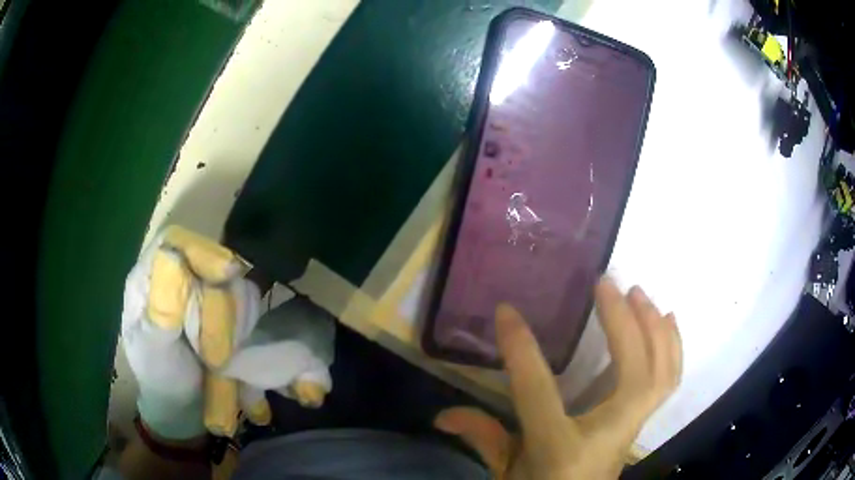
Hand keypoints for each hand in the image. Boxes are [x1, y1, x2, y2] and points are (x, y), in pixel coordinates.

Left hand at [122, 226, 334, 438]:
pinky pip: (246, 300)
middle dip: (219, 303)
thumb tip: (173, 261)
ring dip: (234, 319)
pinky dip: (245, 323)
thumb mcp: (152, 349)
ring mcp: (202, 290)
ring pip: (233, 282)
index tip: (226, 274)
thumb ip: (159, 310)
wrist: (183, 402)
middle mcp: (177, 275)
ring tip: (220, 355)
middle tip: (216, 347)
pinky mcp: (224, 305)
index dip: (200, 250)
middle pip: (210, 261)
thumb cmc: (159, 376)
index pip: (174, 241)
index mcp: (149, 278)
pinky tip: (233, 347)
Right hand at [434, 277, 681, 478]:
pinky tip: (667, 320)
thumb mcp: (507, 469)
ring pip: (662, 372)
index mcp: (561, 447)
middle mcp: (610, 432)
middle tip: (606, 283)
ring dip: (655, 328)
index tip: (507, 312)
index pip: (540, 390)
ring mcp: (633, 426)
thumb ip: (481, 437)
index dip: (521, 349)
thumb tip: (441, 416)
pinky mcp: (643, 420)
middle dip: (623, 322)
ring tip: (640, 294)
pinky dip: (672, 346)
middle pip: (633, 371)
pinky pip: (669, 379)